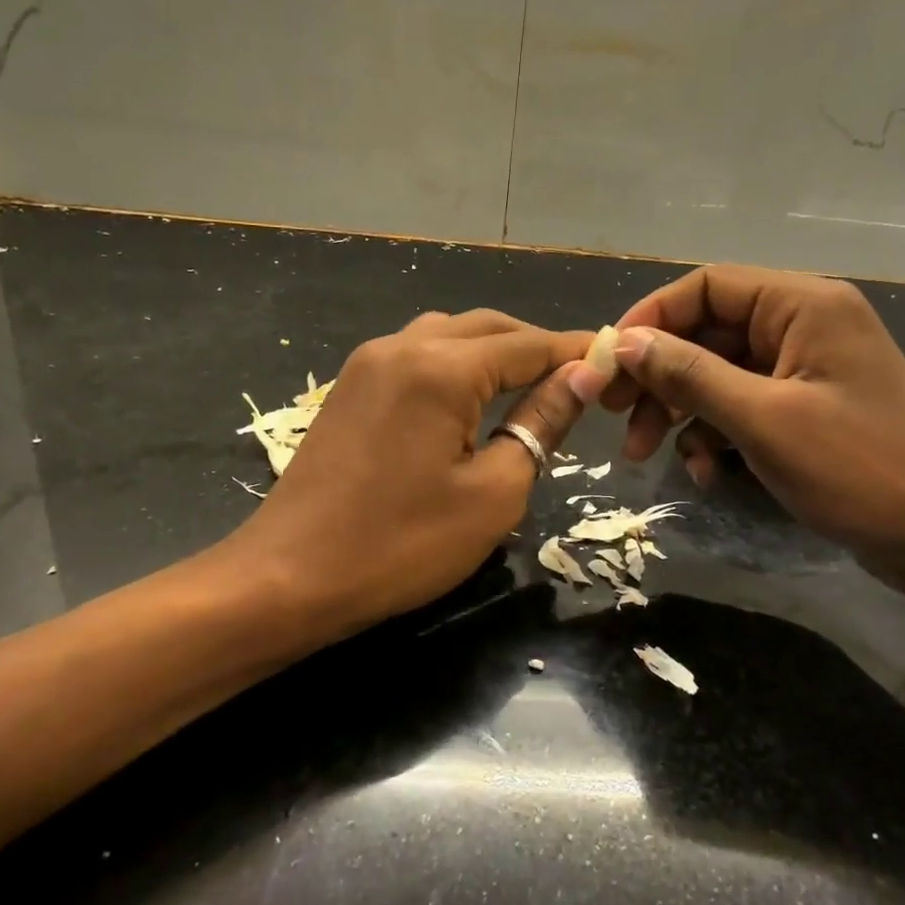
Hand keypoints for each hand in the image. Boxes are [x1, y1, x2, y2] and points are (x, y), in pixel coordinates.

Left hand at [226, 310, 593, 637]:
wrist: (288, 576)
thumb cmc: (401, 545)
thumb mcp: (492, 493)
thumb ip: (540, 423)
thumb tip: (581, 377)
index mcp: (441, 368)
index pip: (528, 345)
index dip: (575, 351)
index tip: (616, 360)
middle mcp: (402, 346)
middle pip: (488, 328)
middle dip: (536, 346)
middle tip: (577, 379)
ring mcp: (368, 363)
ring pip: (448, 334)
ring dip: (493, 351)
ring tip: (528, 387)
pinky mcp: (349, 386)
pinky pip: (415, 353)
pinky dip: (455, 363)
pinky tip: (470, 398)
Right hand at [573, 266, 904, 568]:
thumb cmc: (859, 470)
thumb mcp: (761, 420)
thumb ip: (688, 374)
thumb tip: (625, 343)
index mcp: (802, 304)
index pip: (706, 286)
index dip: (650, 318)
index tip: (609, 363)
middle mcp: (803, 324)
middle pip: (706, 331)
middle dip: (657, 375)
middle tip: (612, 415)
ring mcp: (805, 369)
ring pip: (717, 373)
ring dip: (677, 411)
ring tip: (644, 455)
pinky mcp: (805, 409)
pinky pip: (741, 405)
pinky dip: (713, 433)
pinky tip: (703, 472)